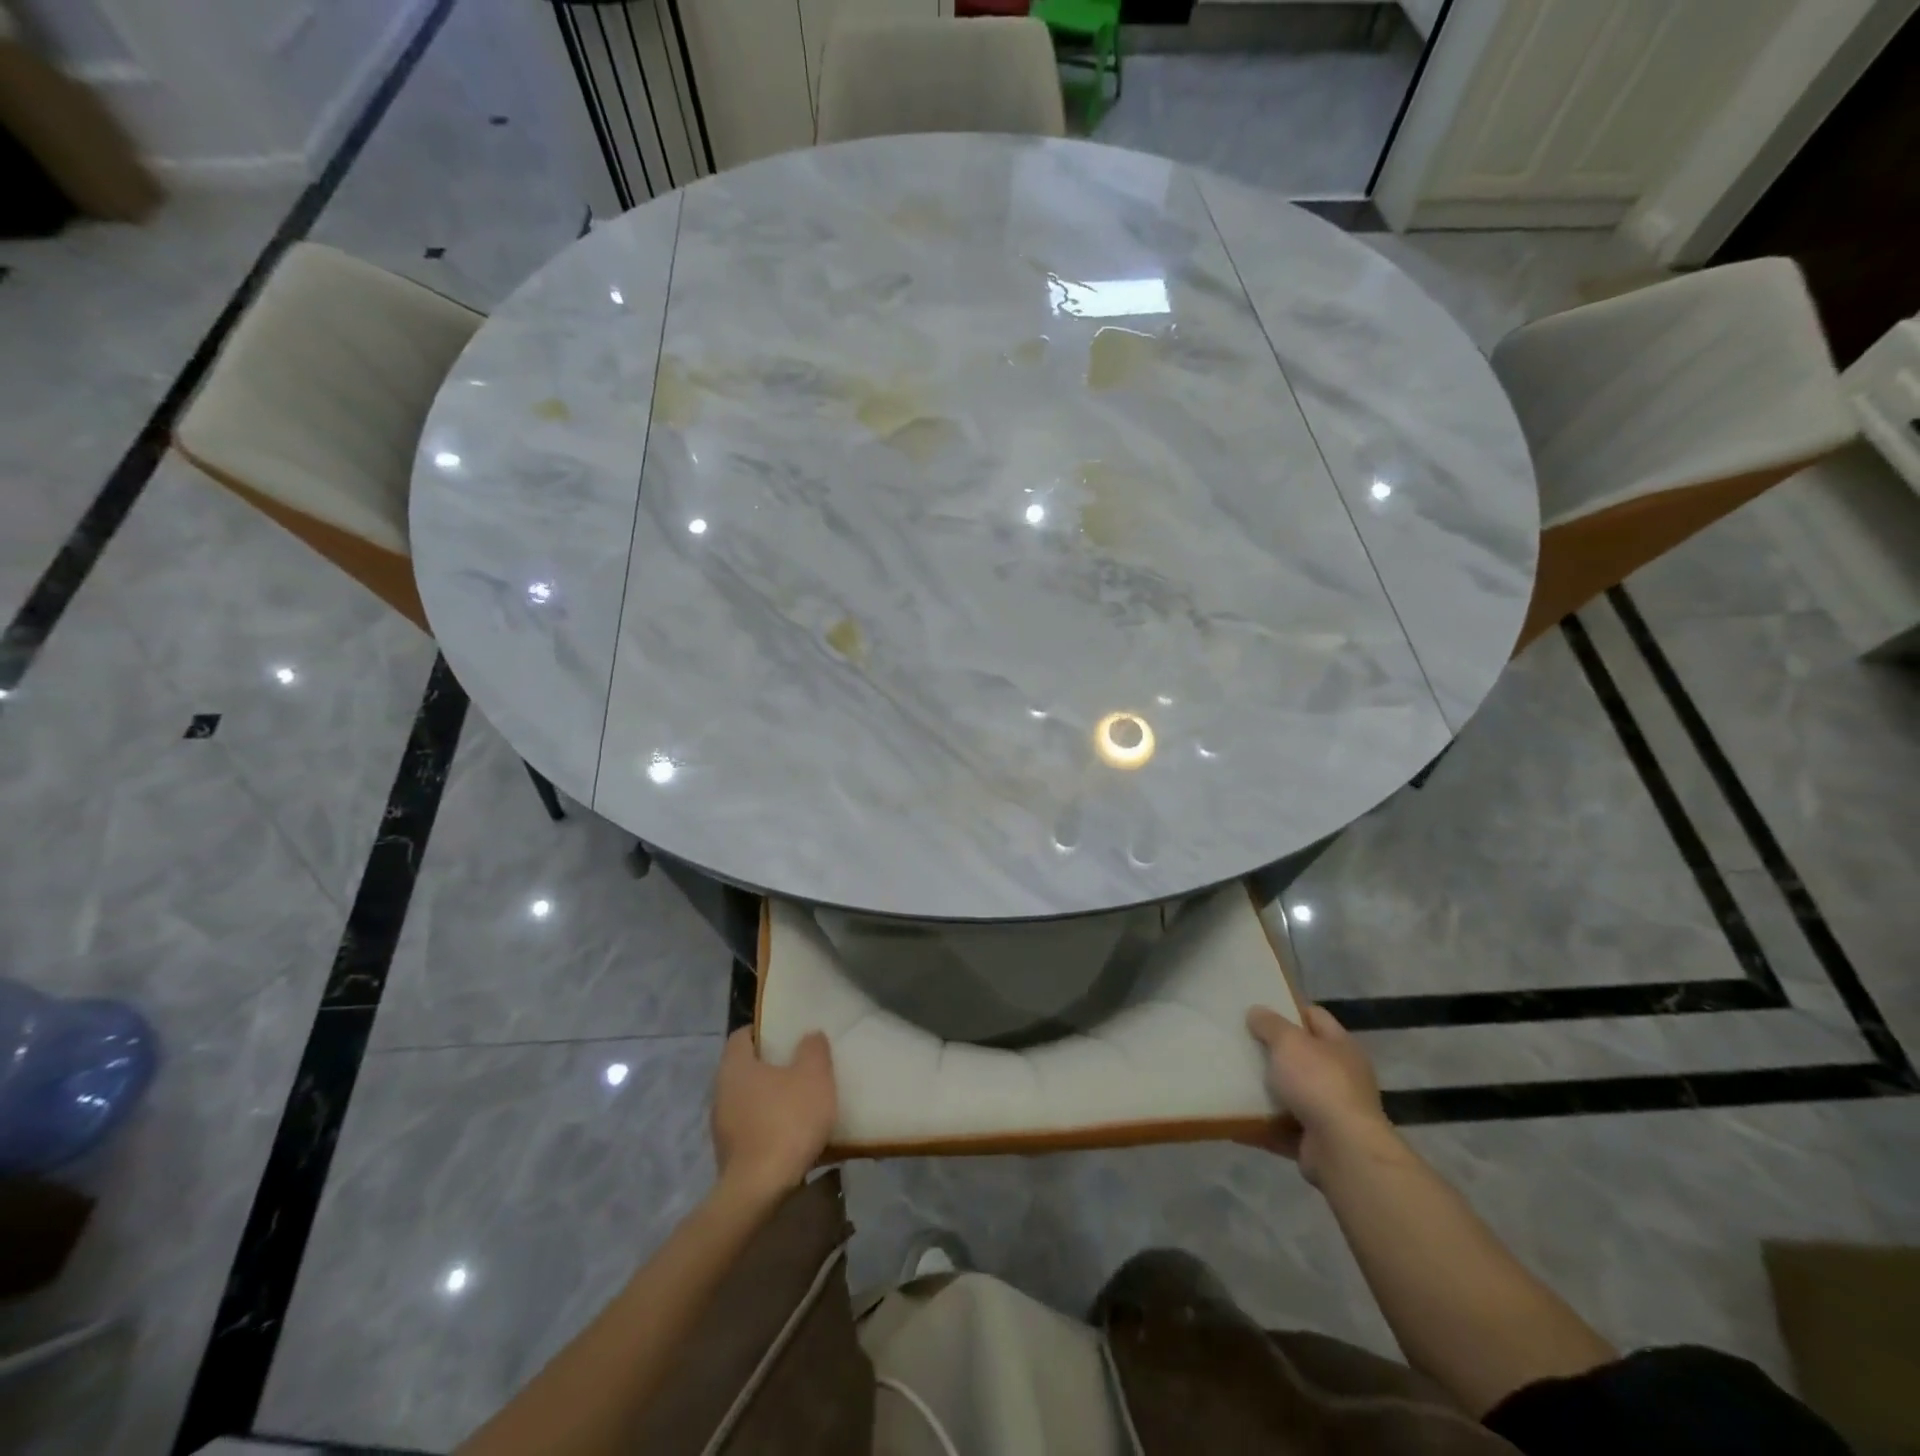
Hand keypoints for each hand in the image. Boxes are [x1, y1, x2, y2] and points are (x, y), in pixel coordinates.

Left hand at [711, 1028, 837, 1201]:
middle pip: (744, 1067)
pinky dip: (767, 1124)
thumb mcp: (814, 1076)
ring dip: (770, 1097)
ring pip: (747, 1099)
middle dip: (770, 1065)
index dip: (764, 1030)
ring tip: (800, 1100)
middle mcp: (721, 1091)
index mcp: (735, 1066)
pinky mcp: (729, 1154)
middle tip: (799, 1064)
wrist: (760, 1190)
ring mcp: (721, 1125)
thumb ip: (813, 1049)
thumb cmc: (786, 1121)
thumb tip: (809, 1036)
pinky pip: (750, 1127)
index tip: (787, 1034)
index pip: (742, 1035)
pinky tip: (791, 1133)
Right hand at [1243, 1004, 1396, 1184]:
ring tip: (1231, 1077)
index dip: (1288, 1009)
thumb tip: (1256, 1011)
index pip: (1314, 1017)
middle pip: (1301, 1056)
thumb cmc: (1319, 1083)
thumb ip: (1270, 1024)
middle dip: (1272, 1051)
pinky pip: (1281, 1127)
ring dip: (1265, 1089)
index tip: (1258, 1009)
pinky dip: (1260, 1123)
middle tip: (1239, 1042)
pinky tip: (1233, 1116)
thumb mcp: (1289, 1042)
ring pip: (1290, 1093)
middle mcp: (1341, 1077)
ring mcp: (1330, 1112)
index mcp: (1341, 1047)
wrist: (1343, 1151)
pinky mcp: (1316, 1141)